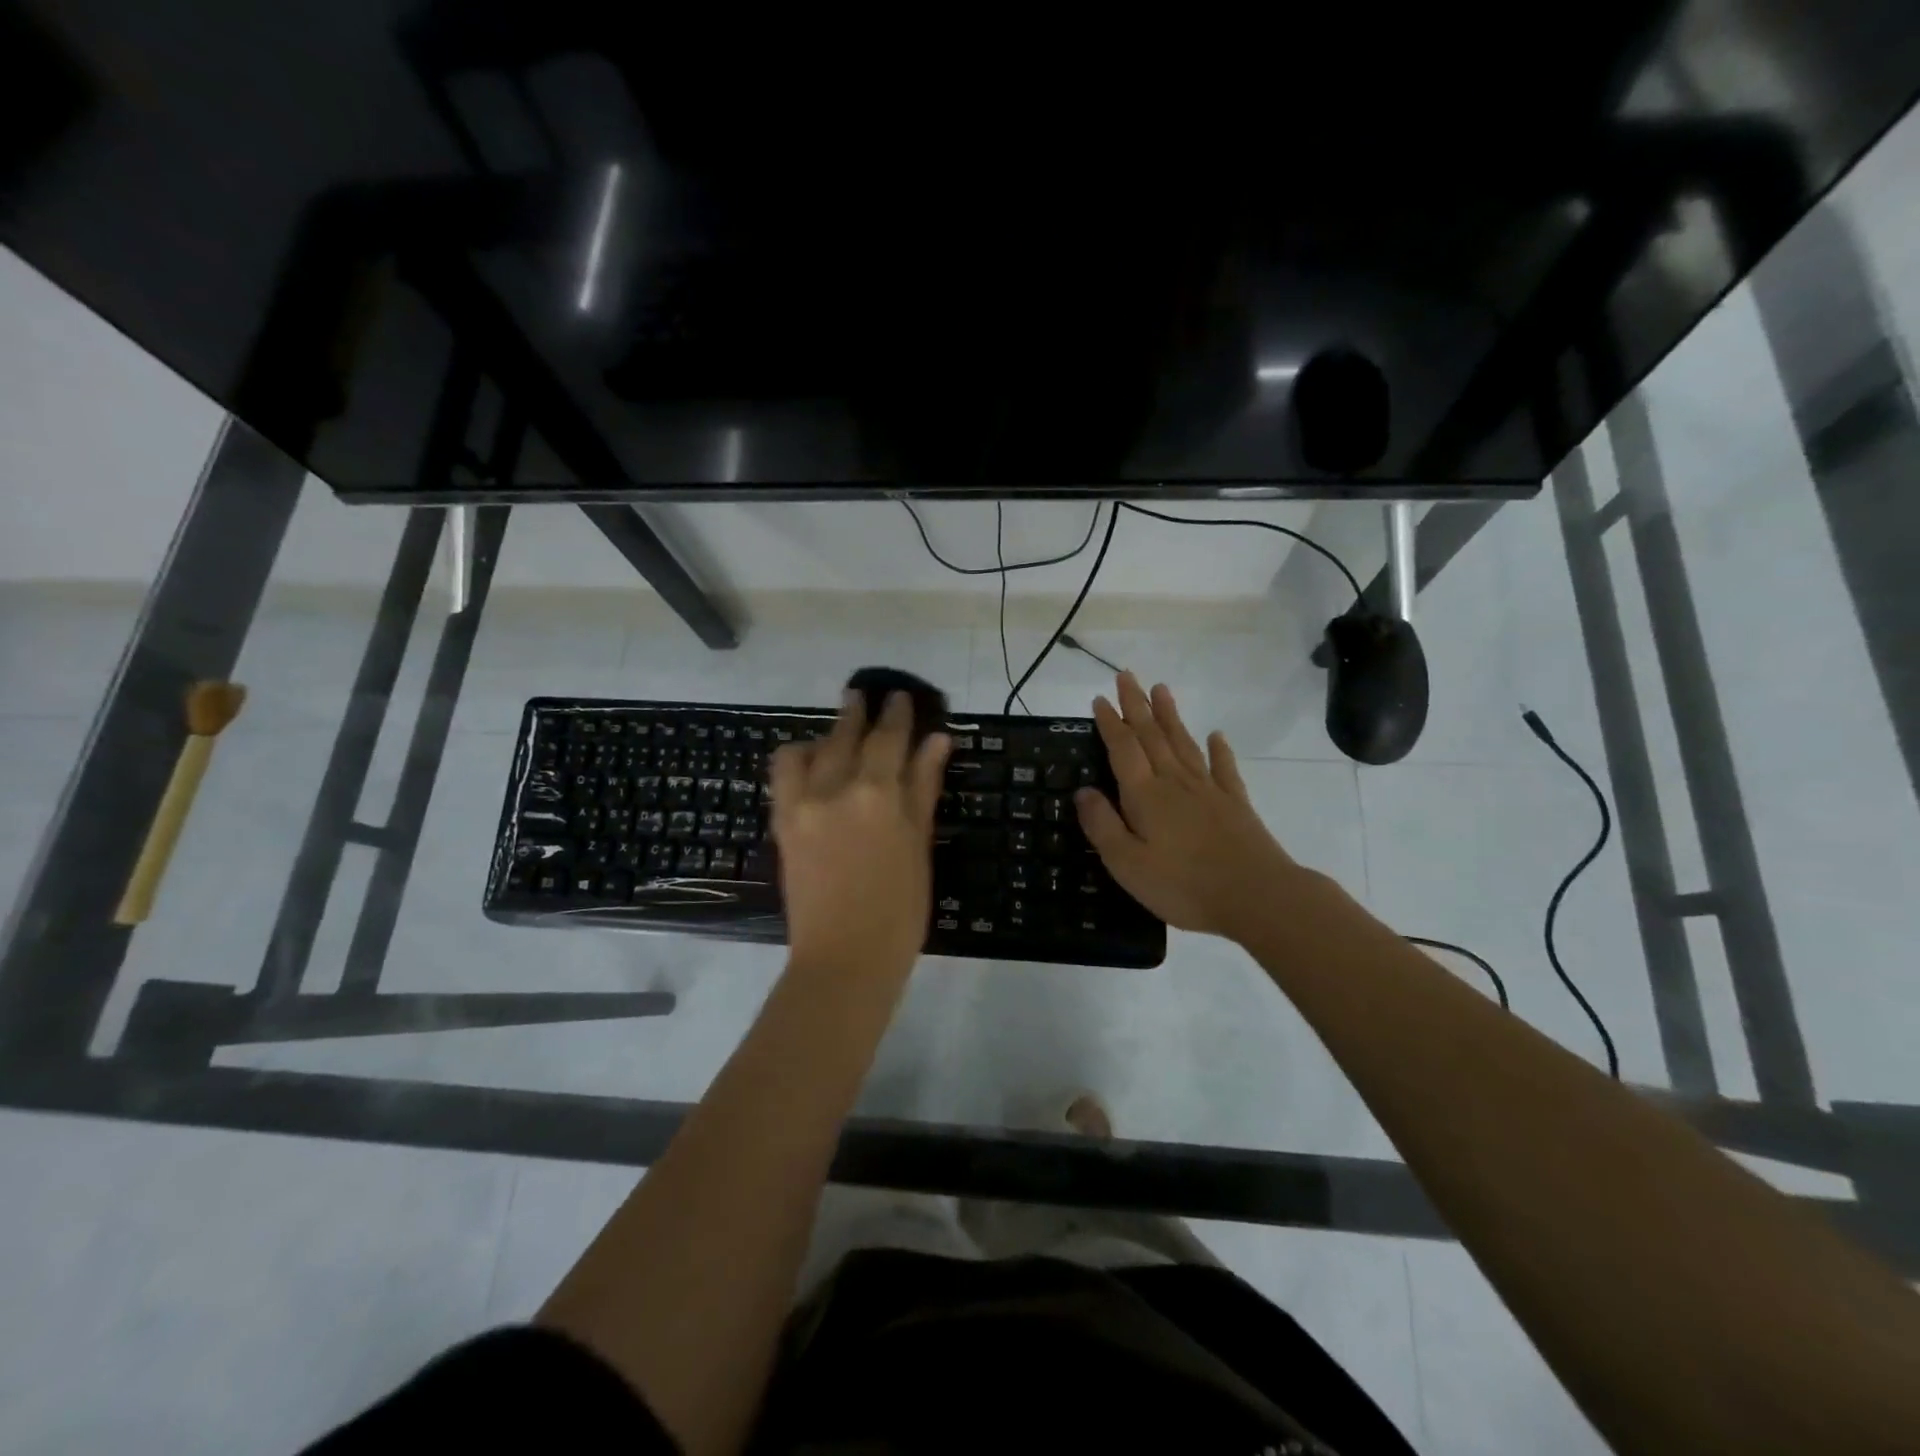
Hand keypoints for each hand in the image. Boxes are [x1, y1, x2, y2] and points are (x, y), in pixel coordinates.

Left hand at [769, 690, 949, 983]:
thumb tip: (937, 741)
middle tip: (866, 694)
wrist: (844, 959)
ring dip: (828, 733)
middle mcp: (838, 787)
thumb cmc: (900, 910)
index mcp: (880, 794)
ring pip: (813, 747)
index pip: (890, 737)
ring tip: (840, 731)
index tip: (899, 695)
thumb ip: (923, 788)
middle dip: (860, 711)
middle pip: (849, 734)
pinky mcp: (783, 821)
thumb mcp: (919, 846)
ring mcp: (804, 803)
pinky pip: (783, 772)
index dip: (896, 713)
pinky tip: (810, 761)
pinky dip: (797, 757)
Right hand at [1075, 672, 1298, 940]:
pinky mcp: (1235, 803)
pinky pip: (1223, 768)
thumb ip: (1102, 825)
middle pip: (1152, 736)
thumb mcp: (1127, 864)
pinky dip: (1218, 749)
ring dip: (1170, 715)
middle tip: (1127, 675)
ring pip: (1183, 743)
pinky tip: (1215, 735)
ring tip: (1161, 689)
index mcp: (1145, 795)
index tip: (1101, 698)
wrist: (1256, 896)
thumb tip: (1082, 791)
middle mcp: (1175, 782)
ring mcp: (1208, 790)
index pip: (1123, 748)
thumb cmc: (1183, 886)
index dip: (1110, 722)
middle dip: (1136, 705)